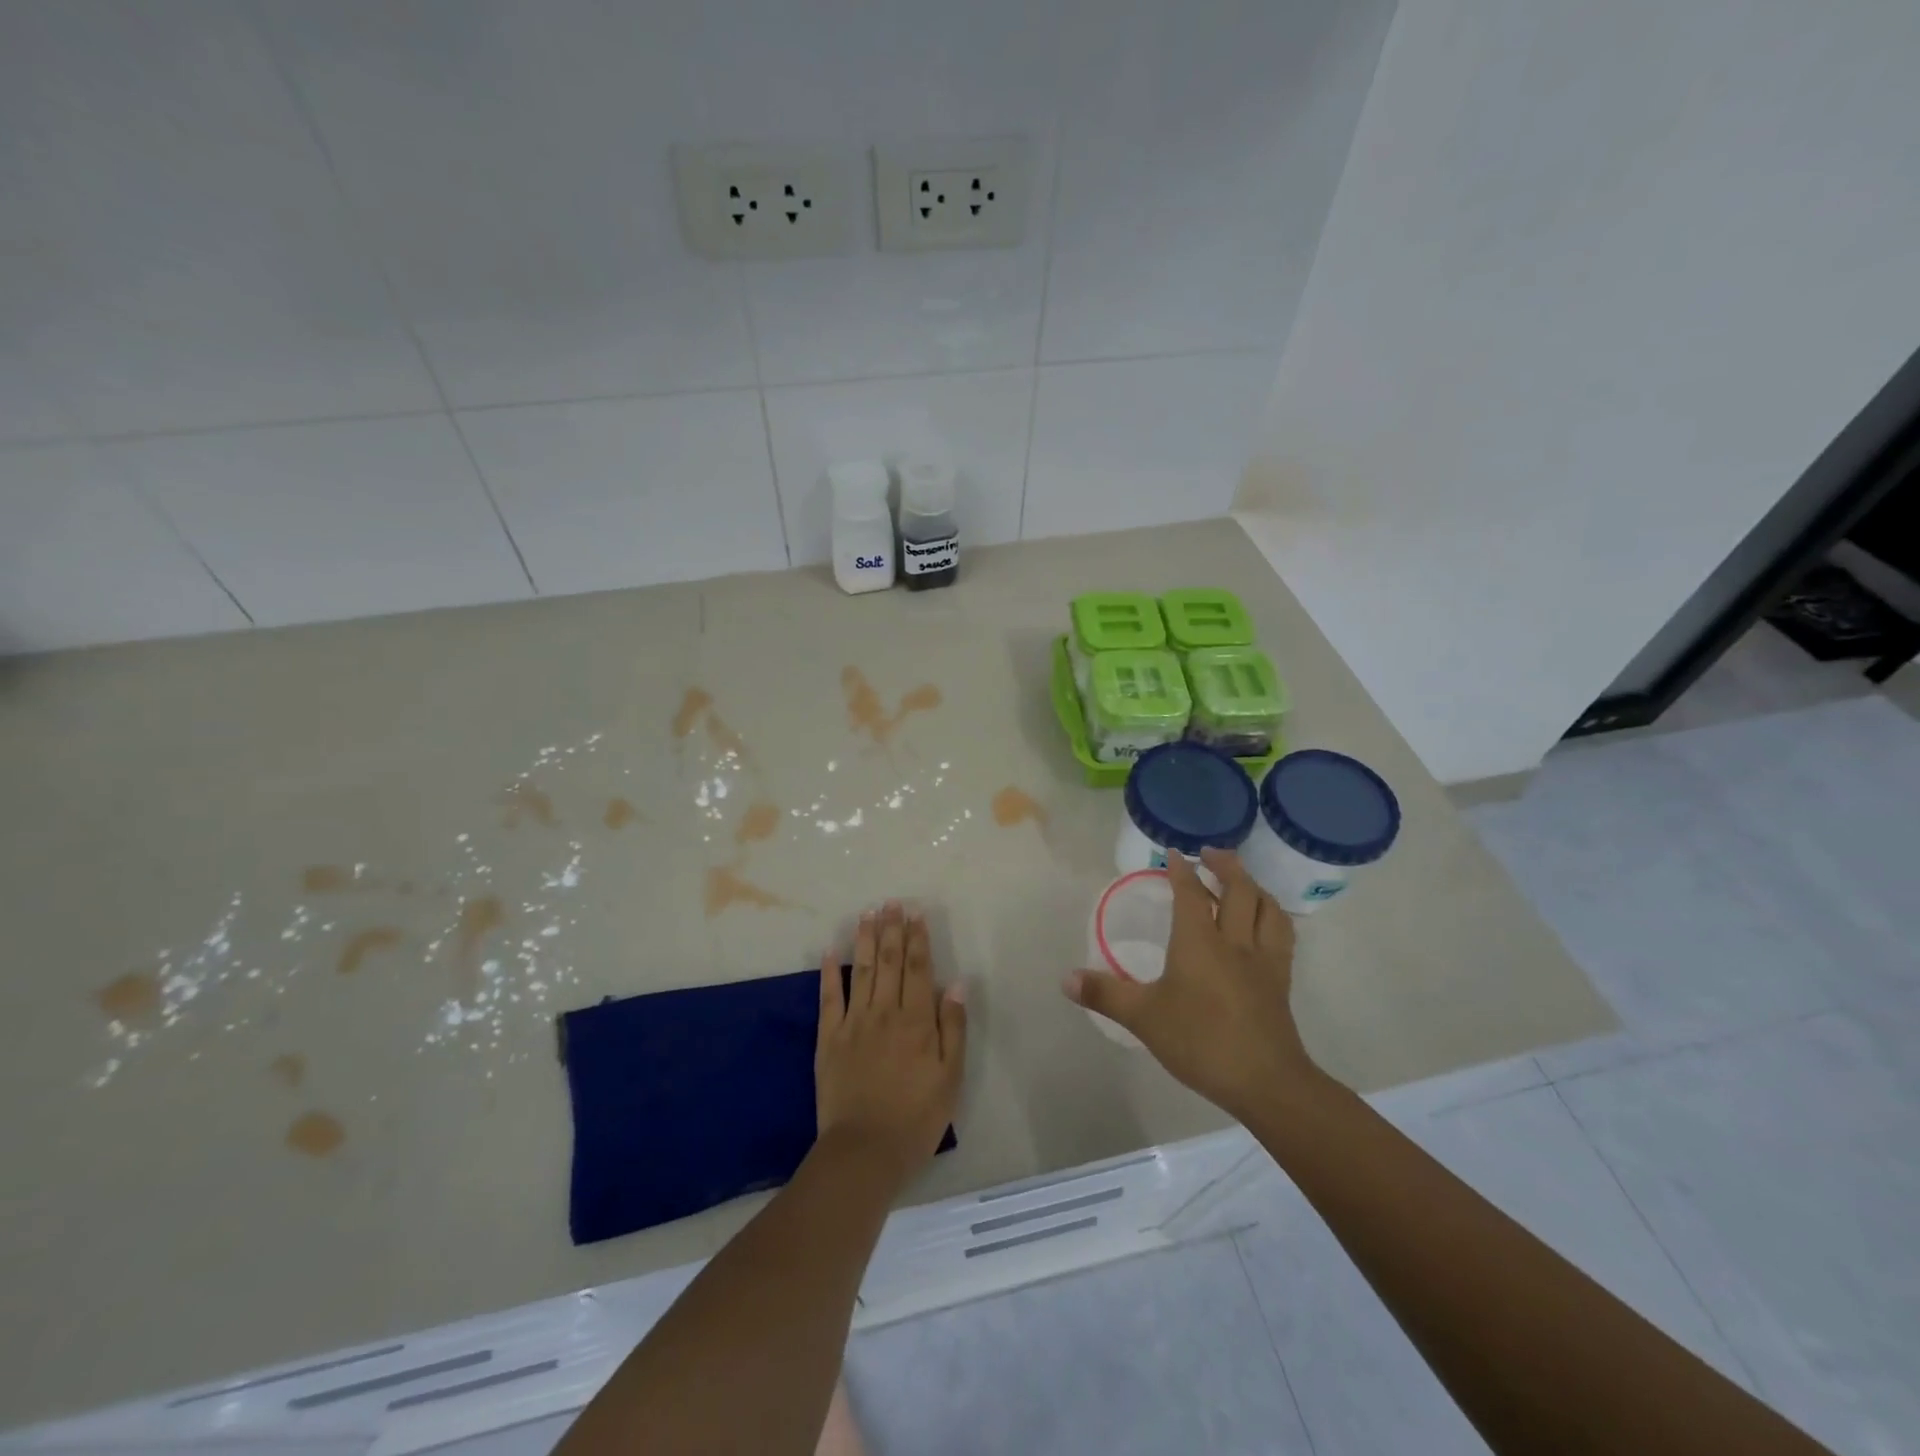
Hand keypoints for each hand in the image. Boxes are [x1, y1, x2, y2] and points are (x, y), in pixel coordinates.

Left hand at [815, 901, 967, 1191]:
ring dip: (864, 939)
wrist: (865, 1151)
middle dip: (891, 929)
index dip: (918, 938)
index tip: (915, 912)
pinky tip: (829, 950)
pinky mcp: (828, 1038)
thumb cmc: (916, 1118)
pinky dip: (829, 972)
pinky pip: (829, 998)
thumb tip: (956, 983)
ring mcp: (854, 1023)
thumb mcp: (951, 1077)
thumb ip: (953, 1028)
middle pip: (889, 961)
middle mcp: (885, 1012)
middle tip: (891, 902)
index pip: (918, 968)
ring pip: (861, 970)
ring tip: (867, 913)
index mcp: (917, 1021)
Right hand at [1065, 849, 1315, 1118]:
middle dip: (1225, 865)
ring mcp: (1264, 961)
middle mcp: (1235, 941)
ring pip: (1268, 909)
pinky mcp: (1281, 982)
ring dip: (1254, 887)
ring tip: (1242, 881)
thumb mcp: (1143, 1018)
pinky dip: (1272, 917)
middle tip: (1210, 853)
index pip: (1191, 893)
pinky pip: (1282, 936)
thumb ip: (1105, 994)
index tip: (1173, 854)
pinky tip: (1265, 925)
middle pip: (1239, 890)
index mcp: (1199, 942)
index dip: (1181, 870)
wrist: (1266, 1082)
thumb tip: (1065, 978)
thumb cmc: (1201, 1041)